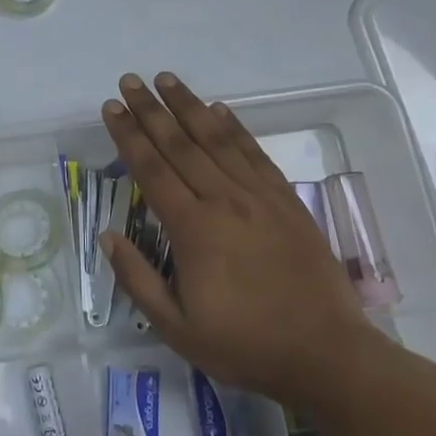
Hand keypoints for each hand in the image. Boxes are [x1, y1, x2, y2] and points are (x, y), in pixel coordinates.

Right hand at [101, 72, 379, 406]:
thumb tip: (108, 236)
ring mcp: (259, 197)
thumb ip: (138, 279)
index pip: (151, 169)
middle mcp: (224, 201)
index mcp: (193, 229)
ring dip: (189, 106)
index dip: (128, 135)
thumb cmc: (245, 345)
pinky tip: (220, 109)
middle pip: (180, 144)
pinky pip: (254, 153)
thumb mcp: (177, 328)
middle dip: (150, 110)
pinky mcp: (286, 201)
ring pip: (217, 139)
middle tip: (130, 81)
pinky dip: (235, 127)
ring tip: (167, 80)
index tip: (111, 108)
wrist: (327, 355)